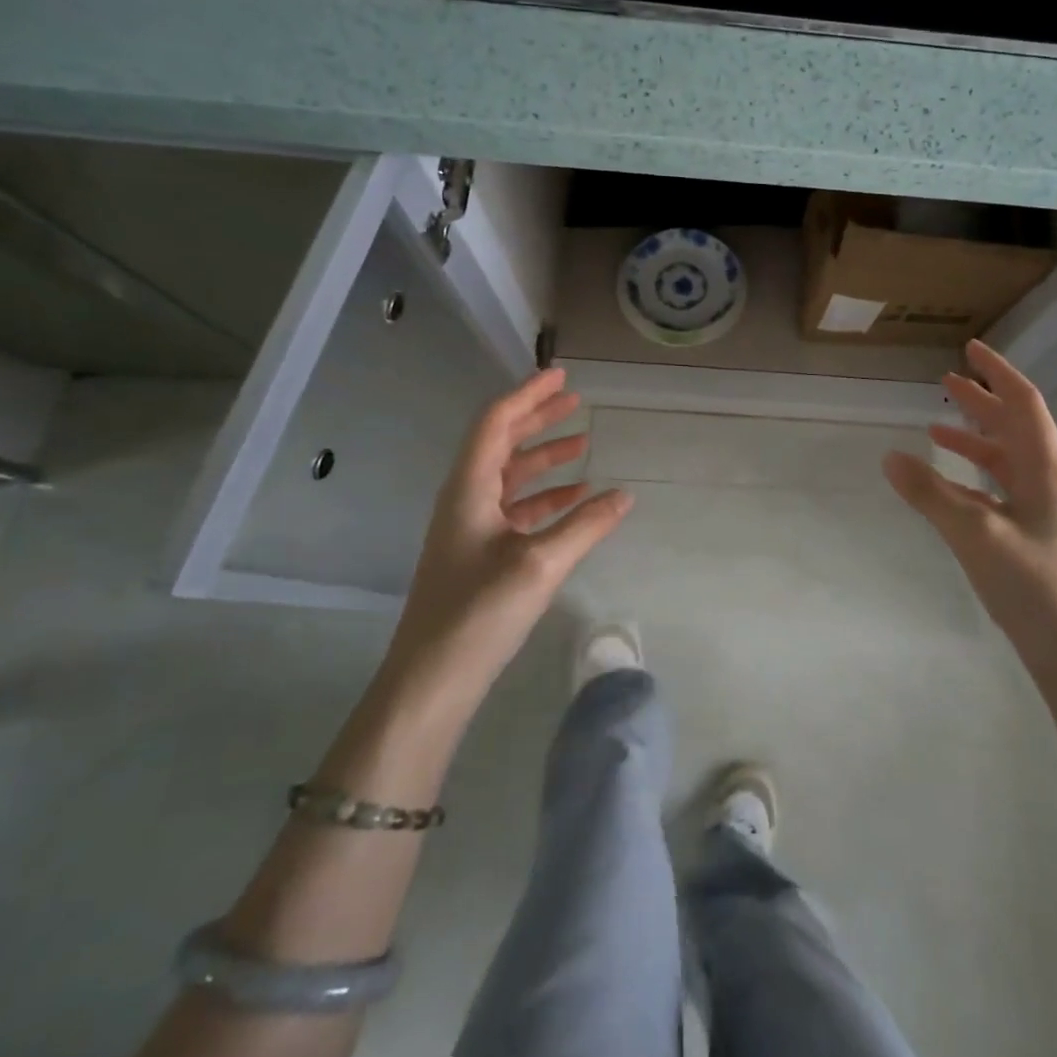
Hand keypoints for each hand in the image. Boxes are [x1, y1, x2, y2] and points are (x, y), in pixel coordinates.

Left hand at [390, 368, 631, 698]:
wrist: (431, 680)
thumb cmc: (479, 612)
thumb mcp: (540, 563)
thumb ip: (586, 525)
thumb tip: (625, 495)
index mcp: (469, 489)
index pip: (496, 423)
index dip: (527, 395)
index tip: (561, 375)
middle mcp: (465, 499)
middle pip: (501, 444)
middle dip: (537, 419)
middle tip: (575, 399)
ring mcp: (470, 528)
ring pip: (510, 477)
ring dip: (544, 458)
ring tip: (583, 443)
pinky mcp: (480, 555)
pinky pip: (516, 509)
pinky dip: (545, 497)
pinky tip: (575, 499)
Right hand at [883, 339, 1056, 672]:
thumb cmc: (1033, 585)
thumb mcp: (974, 534)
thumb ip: (930, 494)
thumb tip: (889, 456)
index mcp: (1046, 467)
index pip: (1023, 403)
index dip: (998, 372)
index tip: (970, 348)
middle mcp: (1049, 478)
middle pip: (1014, 425)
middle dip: (982, 399)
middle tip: (946, 380)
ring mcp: (1044, 507)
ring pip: (1007, 456)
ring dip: (974, 436)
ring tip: (937, 425)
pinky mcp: (1035, 531)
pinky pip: (1001, 485)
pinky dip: (974, 473)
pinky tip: (949, 482)